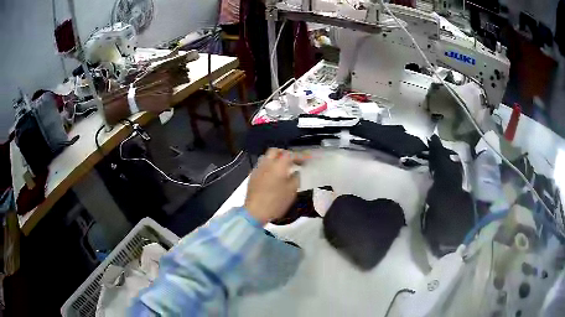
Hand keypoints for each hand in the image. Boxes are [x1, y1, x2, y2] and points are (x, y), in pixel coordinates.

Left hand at [244, 148, 309, 224]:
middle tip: (293, 161)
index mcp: (278, 166)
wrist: (255, 212)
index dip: (300, 155)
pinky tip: (272, 174)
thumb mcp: (292, 191)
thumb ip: (296, 178)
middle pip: (276, 151)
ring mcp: (258, 169)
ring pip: (267, 156)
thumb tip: (296, 172)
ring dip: (275, 158)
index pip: (290, 155)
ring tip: (282, 167)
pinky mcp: (252, 176)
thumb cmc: (276, 202)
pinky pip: (261, 165)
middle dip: (285, 153)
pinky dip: (268, 165)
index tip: (307, 158)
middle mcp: (267, 164)